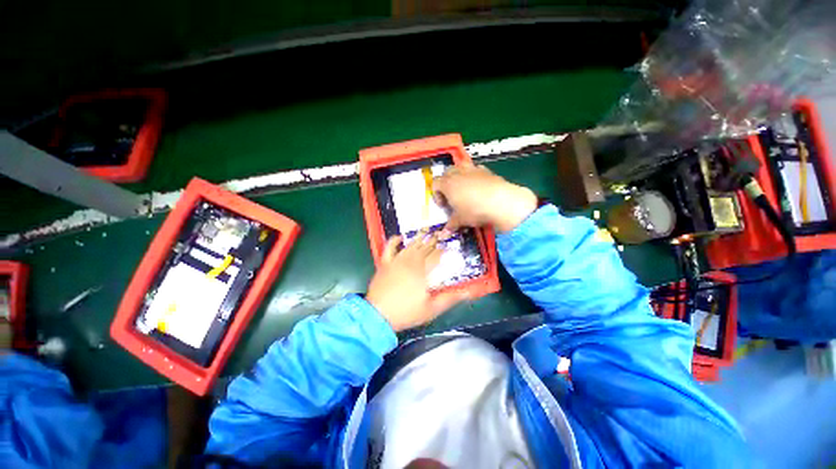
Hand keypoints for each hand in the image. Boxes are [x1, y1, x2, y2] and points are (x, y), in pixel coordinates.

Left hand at [366, 233, 468, 331]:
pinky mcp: (385, 263)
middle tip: (440, 233)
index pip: (436, 256)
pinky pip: (389, 247)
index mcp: (423, 271)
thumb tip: (469, 292)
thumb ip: (450, 298)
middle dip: (433, 240)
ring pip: (410, 245)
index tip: (449, 246)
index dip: (444, 250)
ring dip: (419, 238)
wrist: (378, 315)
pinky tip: (400, 237)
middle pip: (425, 248)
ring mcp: (397, 260)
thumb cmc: (407, 312)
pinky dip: (394, 240)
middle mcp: (411, 261)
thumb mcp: (432, 308)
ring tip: (426, 231)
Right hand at [433, 164, 537, 232]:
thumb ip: (451, 224)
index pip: (435, 183)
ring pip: (460, 167)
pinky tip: (479, 188)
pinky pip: (475, 169)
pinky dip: (473, 176)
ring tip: (464, 189)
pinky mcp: (486, 170)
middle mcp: (457, 173)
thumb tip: (444, 233)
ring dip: (459, 176)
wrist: (501, 201)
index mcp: (447, 184)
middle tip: (452, 197)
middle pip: (446, 172)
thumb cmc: (474, 210)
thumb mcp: (461, 220)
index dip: (437, 195)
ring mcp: (472, 169)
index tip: (444, 206)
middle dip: (446, 183)